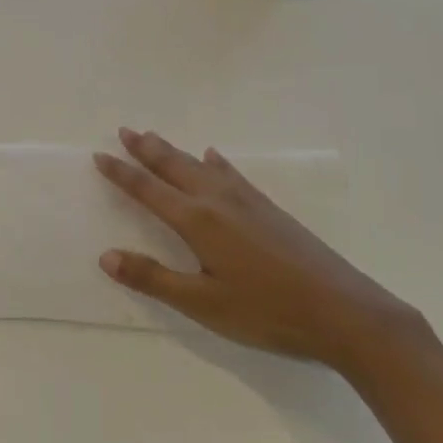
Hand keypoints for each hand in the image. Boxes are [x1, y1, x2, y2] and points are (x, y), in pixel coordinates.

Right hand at [93, 128, 422, 368]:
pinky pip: (232, 174)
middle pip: (174, 166)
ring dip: (175, 151)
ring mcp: (248, 201)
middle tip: (125, 130)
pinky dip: (215, 163)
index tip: (100, 155)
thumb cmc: (267, 312)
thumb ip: (154, 278)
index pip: (149, 190)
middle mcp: (219, 200)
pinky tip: (214, 158)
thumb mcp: (204, 304)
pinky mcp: (269, 208)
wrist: (342, 310)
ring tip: (155, 138)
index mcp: (198, 221)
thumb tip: (106, 256)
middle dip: (146, 149)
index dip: (122, 173)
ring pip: (201, 166)